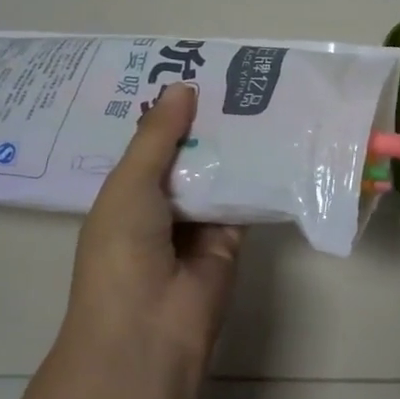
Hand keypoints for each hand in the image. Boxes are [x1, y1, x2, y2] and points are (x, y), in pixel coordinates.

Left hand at [65, 83, 243, 371]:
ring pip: (218, 171)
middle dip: (206, 120)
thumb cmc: (122, 250)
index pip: (150, 142)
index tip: (192, 69)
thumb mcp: (129, 184)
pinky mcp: (232, 236)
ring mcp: (198, 221)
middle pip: (188, 153)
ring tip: (259, 92)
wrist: (150, 328)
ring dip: (234, 142)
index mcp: (126, 192)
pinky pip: (246, 196)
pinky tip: (277, 135)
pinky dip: (258, 172)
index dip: (168, 111)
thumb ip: (157, 137)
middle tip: (234, 74)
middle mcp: (162, 203)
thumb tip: (182, 87)